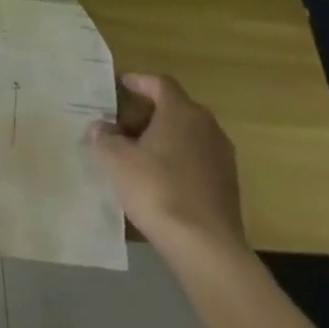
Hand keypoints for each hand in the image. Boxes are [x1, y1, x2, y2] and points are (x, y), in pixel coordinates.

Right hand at [91, 74, 244, 258]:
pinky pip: (196, 157)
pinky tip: (156, 177)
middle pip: (174, 108)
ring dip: (161, 136)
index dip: (138, 81)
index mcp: (182, 112)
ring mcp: (222, 156)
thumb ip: (104, 136)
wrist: (205, 246)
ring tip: (134, 152)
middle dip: (146, 112)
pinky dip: (175, 158)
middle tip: (119, 124)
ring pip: (186, 134)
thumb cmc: (156, 189)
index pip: (160, 83)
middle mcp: (207, 127)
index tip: (120, 85)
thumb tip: (101, 128)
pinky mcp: (227, 184)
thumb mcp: (115, 159)